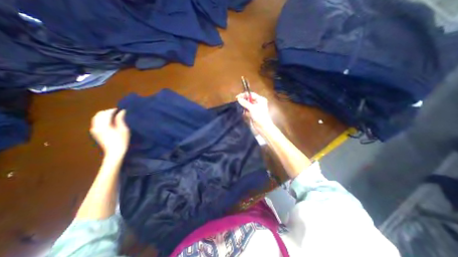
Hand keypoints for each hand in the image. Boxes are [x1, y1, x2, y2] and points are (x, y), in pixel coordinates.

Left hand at [89, 107, 128, 157]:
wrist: (114, 152)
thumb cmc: (122, 141)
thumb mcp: (124, 129)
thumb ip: (121, 119)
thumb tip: (122, 111)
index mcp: (104, 125)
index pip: (106, 113)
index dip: (113, 110)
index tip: (121, 109)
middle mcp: (96, 126)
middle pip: (99, 114)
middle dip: (108, 111)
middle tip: (117, 112)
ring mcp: (94, 129)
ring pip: (96, 118)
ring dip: (104, 115)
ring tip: (113, 116)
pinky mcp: (95, 132)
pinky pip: (95, 122)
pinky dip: (101, 119)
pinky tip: (108, 121)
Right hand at [238, 92, 272, 134]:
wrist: (263, 127)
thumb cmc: (259, 116)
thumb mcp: (252, 108)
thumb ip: (245, 103)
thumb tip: (239, 99)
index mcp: (260, 99)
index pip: (251, 95)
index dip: (244, 95)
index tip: (237, 97)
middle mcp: (258, 103)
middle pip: (249, 99)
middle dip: (244, 101)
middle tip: (237, 102)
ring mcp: (256, 108)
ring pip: (248, 105)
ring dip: (244, 106)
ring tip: (240, 107)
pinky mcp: (253, 113)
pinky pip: (248, 110)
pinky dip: (245, 111)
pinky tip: (243, 112)